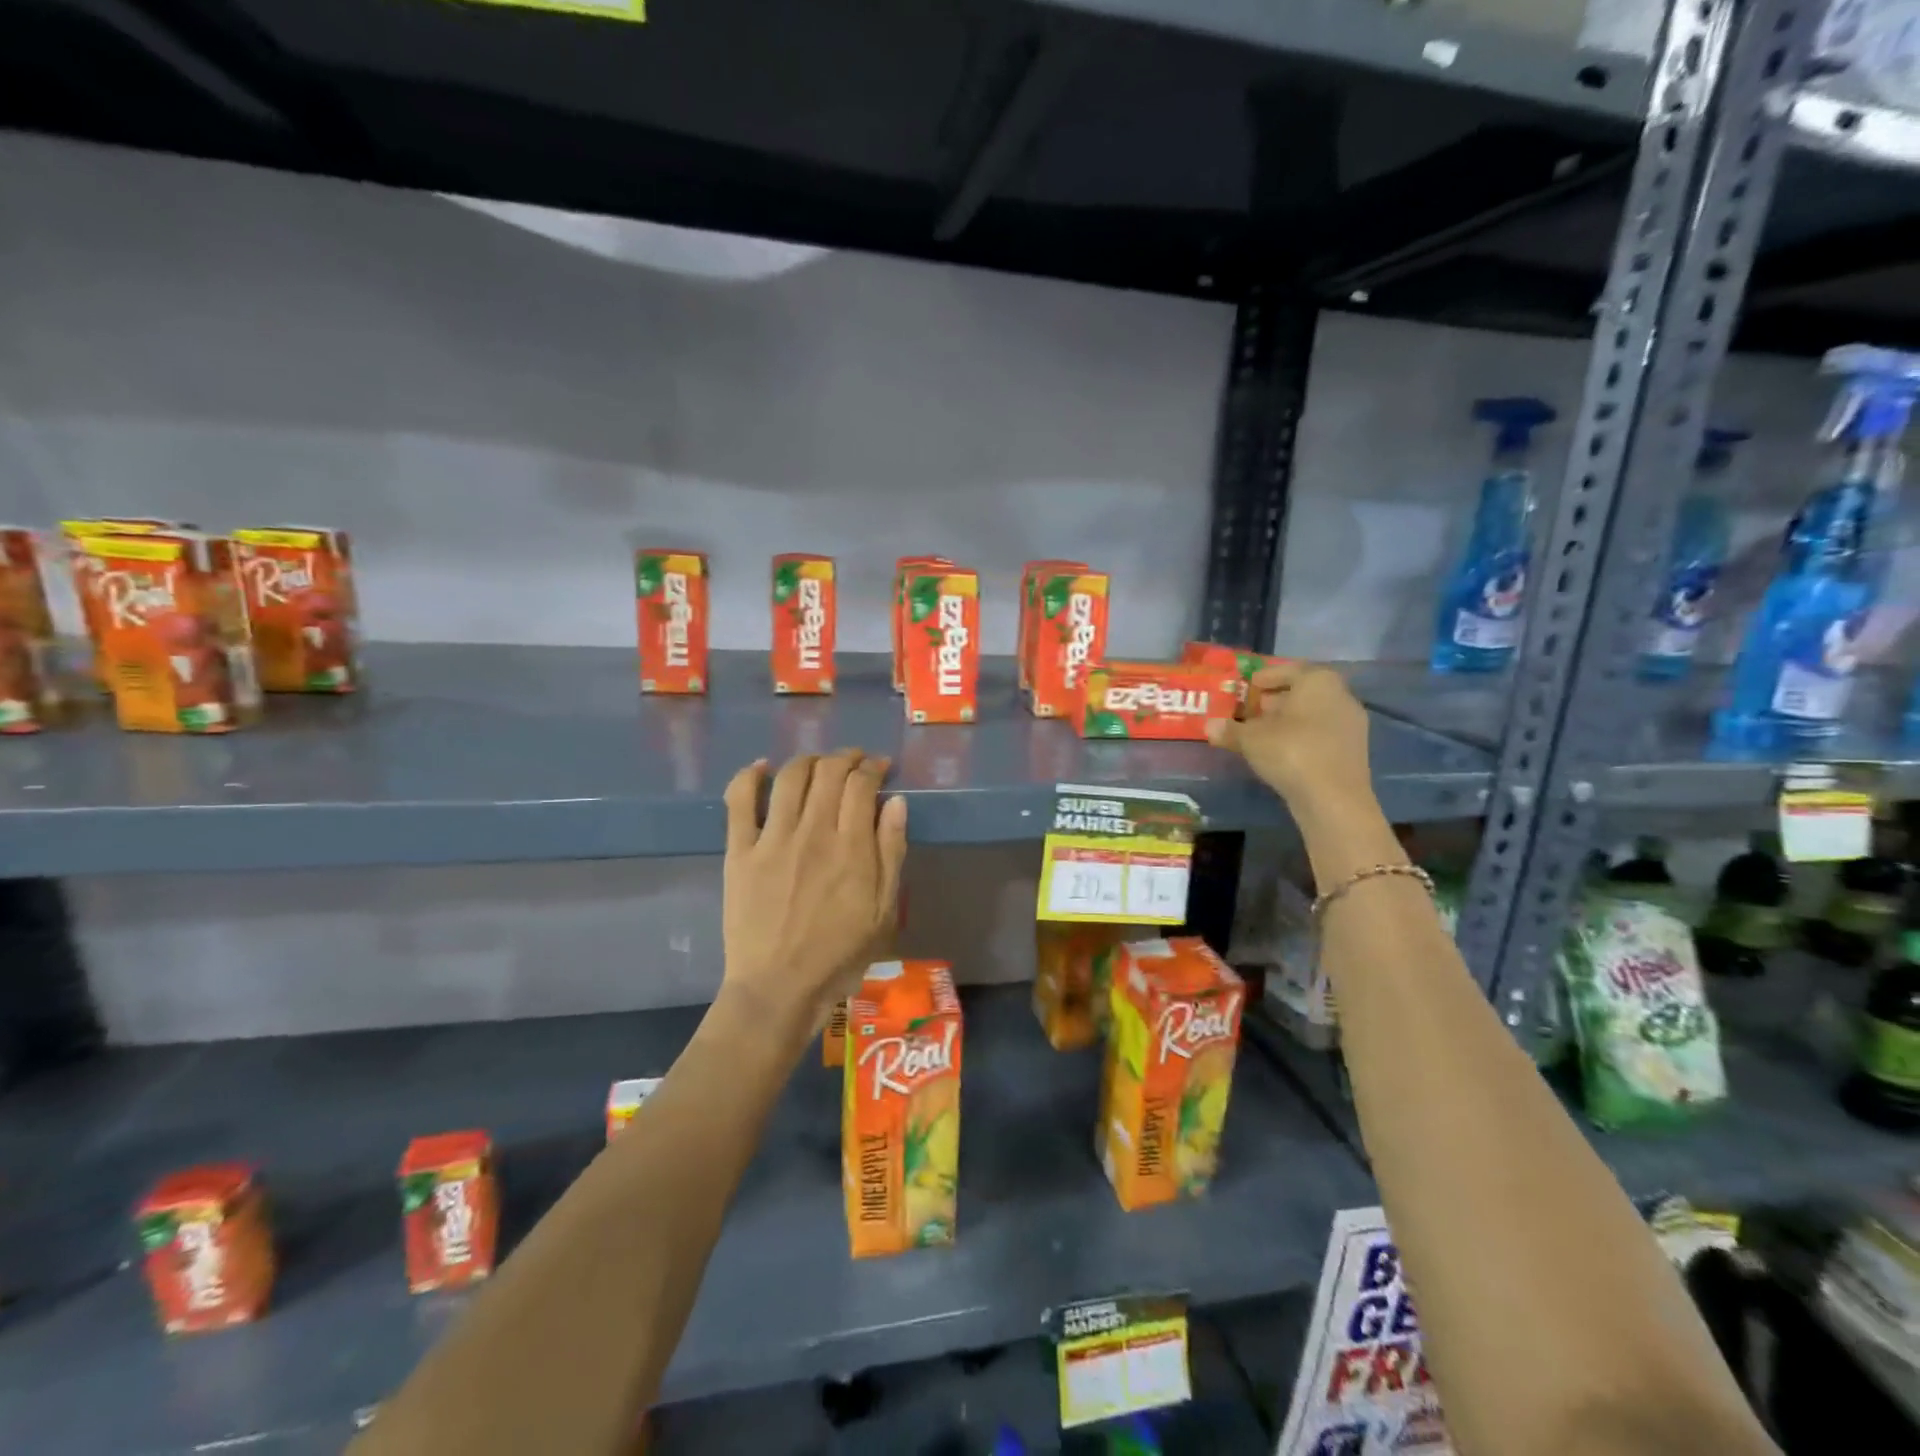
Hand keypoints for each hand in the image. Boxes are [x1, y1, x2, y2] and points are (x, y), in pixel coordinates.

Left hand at [721, 750, 908, 1044]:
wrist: (778, 988)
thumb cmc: (839, 955)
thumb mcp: (883, 911)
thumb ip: (891, 852)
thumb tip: (896, 802)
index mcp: (851, 847)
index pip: (862, 784)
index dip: (873, 767)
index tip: (879, 767)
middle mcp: (812, 832)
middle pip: (828, 772)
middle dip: (845, 758)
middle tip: (853, 762)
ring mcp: (772, 839)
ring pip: (790, 777)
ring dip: (809, 759)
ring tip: (818, 764)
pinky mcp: (739, 851)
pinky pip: (740, 800)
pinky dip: (750, 776)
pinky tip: (762, 767)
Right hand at [1207, 661, 1375, 827]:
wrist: (1333, 798)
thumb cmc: (1291, 752)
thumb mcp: (1251, 739)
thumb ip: (1230, 729)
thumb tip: (1209, 726)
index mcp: (1318, 682)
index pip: (1290, 670)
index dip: (1267, 676)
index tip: (1250, 684)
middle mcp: (1340, 696)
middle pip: (1304, 691)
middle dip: (1277, 699)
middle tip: (1252, 708)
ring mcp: (1350, 725)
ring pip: (1314, 714)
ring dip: (1289, 720)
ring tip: (1262, 732)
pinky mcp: (1352, 751)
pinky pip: (1321, 734)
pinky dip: (1301, 737)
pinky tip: (1281, 751)